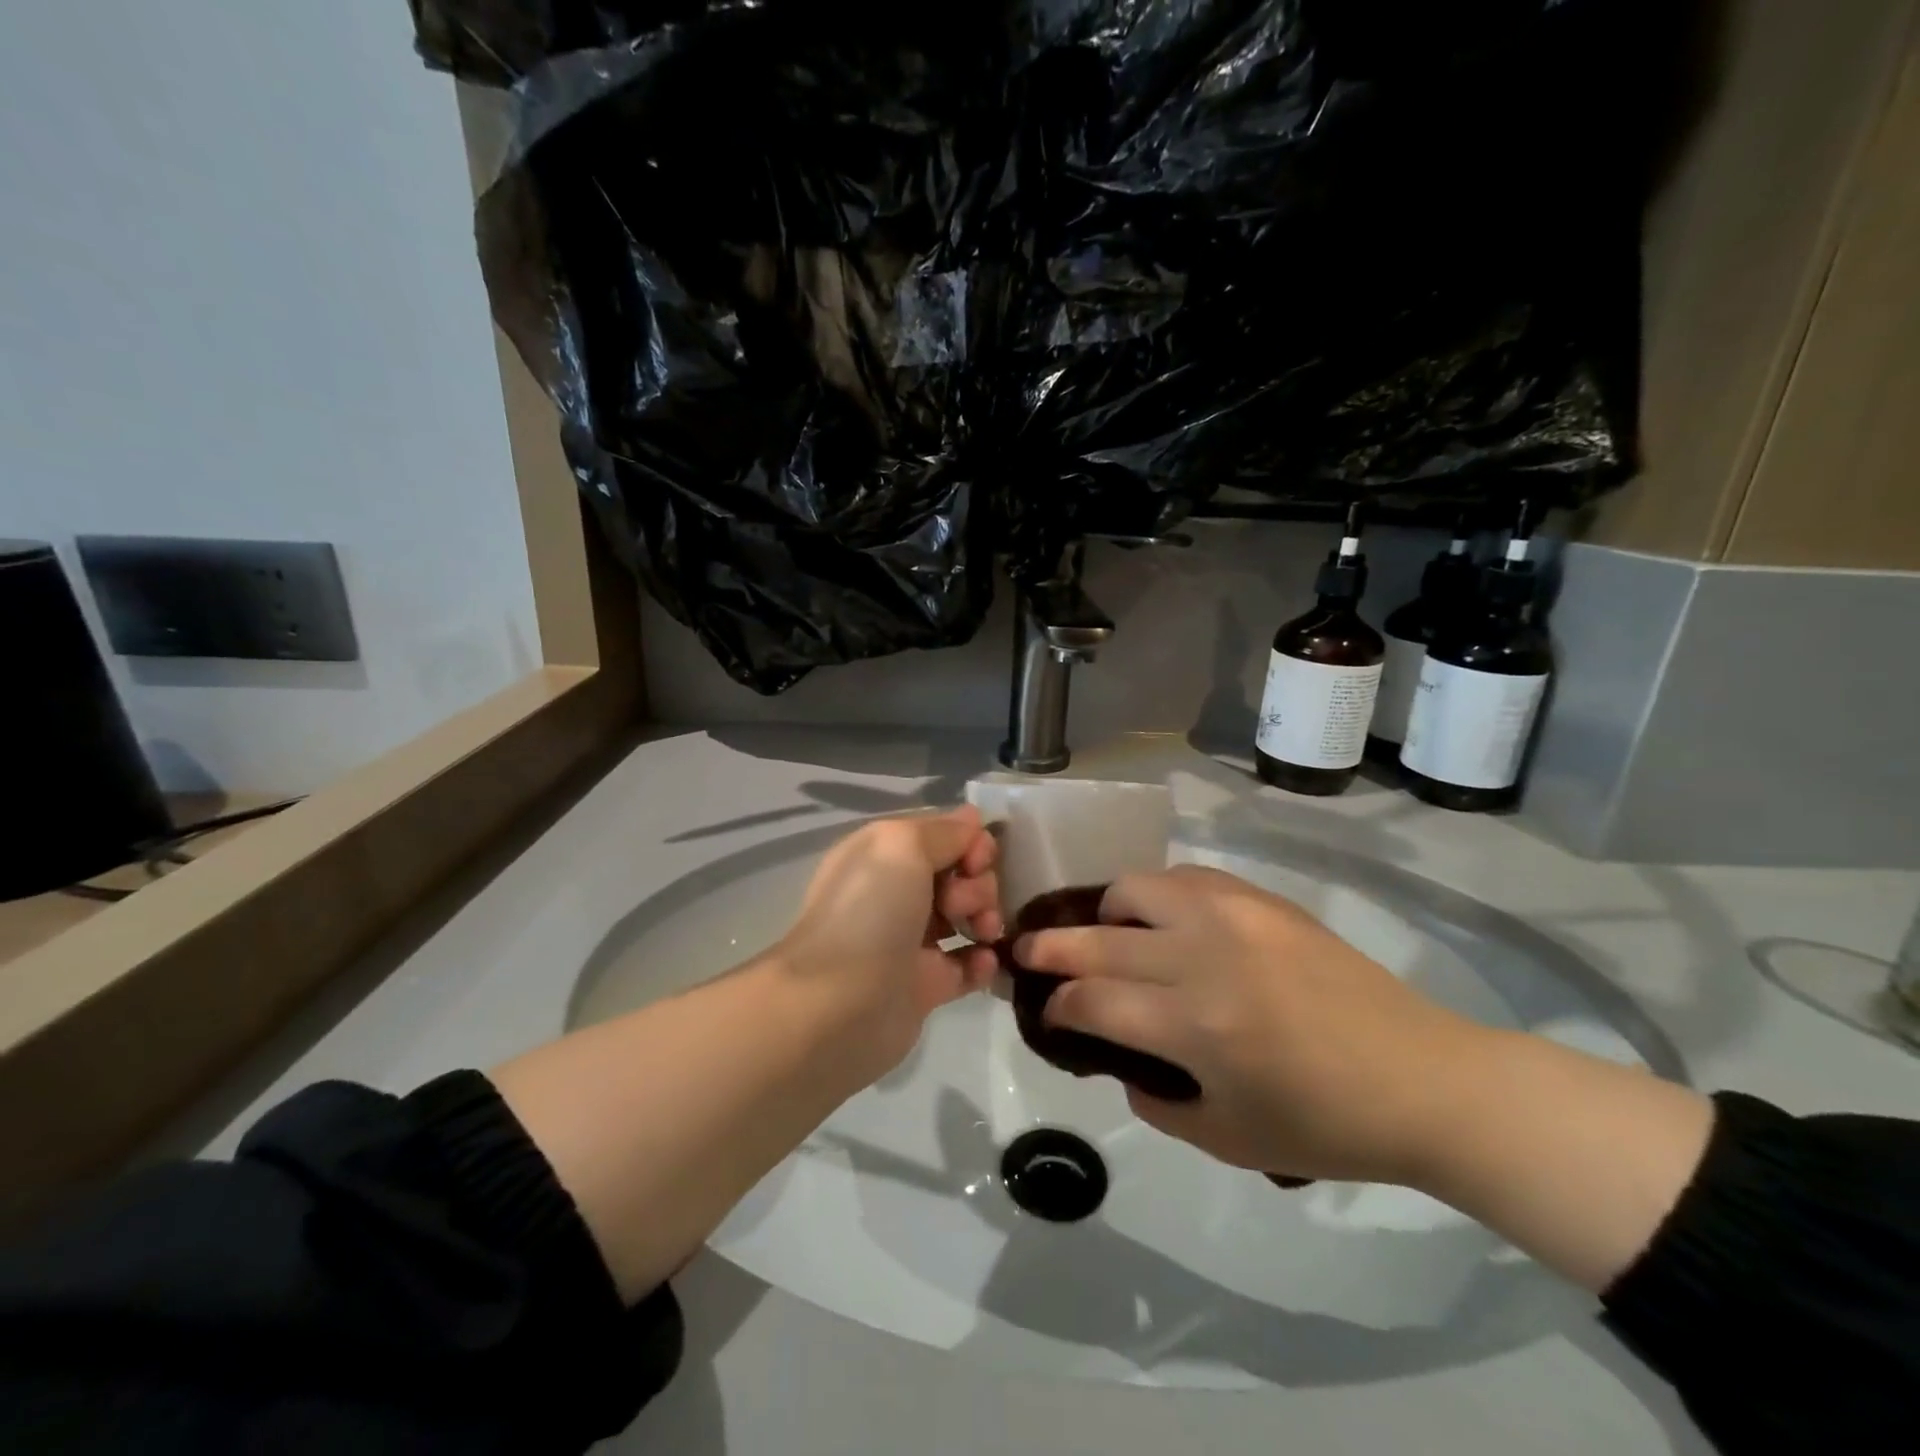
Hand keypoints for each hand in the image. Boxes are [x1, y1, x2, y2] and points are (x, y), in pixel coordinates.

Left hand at [777, 808, 1002, 1081]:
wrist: (839, 1004)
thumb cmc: (870, 912)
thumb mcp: (902, 846)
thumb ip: (943, 831)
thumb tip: (971, 819)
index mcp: (883, 854)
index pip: (942, 835)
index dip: (970, 842)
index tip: (979, 859)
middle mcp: (895, 891)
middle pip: (960, 874)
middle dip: (977, 883)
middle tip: (962, 904)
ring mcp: (910, 939)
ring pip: (967, 916)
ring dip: (986, 917)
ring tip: (982, 932)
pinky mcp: (925, 984)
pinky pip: (967, 964)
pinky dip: (983, 960)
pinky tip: (985, 961)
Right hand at [1014, 864, 1482, 1184]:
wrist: (1423, 1078)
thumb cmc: (1324, 1125)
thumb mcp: (1225, 1138)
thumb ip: (1153, 1099)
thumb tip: (1116, 1057)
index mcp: (1196, 1026)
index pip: (1091, 1001)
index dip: (1057, 1006)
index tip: (1045, 1010)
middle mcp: (1204, 955)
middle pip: (1098, 939)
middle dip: (1049, 946)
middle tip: (1024, 949)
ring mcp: (1233, 915)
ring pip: (1134, 888)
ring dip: (1104, 912)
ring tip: (1104, 934)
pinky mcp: (1260, 898)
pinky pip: (1184, 877)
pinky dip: (1155, 895)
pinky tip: (1161, 920)